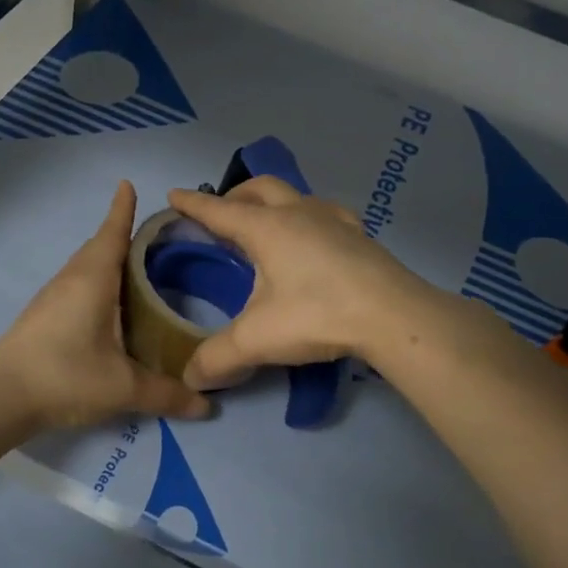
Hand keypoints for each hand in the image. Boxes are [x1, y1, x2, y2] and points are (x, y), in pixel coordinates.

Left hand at [0, 182, 212, 432]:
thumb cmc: (65, 375)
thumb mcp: (123, 387)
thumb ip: (166, 393)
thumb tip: (207, 405)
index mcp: (93, 279)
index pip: (112, 233)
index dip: (123, 210)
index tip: (128, 184)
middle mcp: (71, 280)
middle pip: (98, 247)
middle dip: (121, 236)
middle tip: (152, 239)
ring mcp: (52, 298)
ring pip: (85, 268)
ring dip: (107, 262)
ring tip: (135, 271)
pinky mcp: (42, 318)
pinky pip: (76, 287)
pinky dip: (96, 285)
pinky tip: (107, 309)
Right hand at [165, 177, 435, 388]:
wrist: (394, 315)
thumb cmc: (317, 315)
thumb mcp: (258, 340)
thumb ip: (218, 358)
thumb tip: (190, 379)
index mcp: (266, 228)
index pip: (219, 211)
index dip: (193, 205)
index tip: (174, 194)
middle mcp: (298, 213)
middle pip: (259, 189)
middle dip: (235, 196)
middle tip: (222, 215)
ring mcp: (333, 220)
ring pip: (295, 196)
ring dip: (273, 203)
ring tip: (266, 227)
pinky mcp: (359, 235)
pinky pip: (324, 213)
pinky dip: (306, 218)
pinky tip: (313, 240)